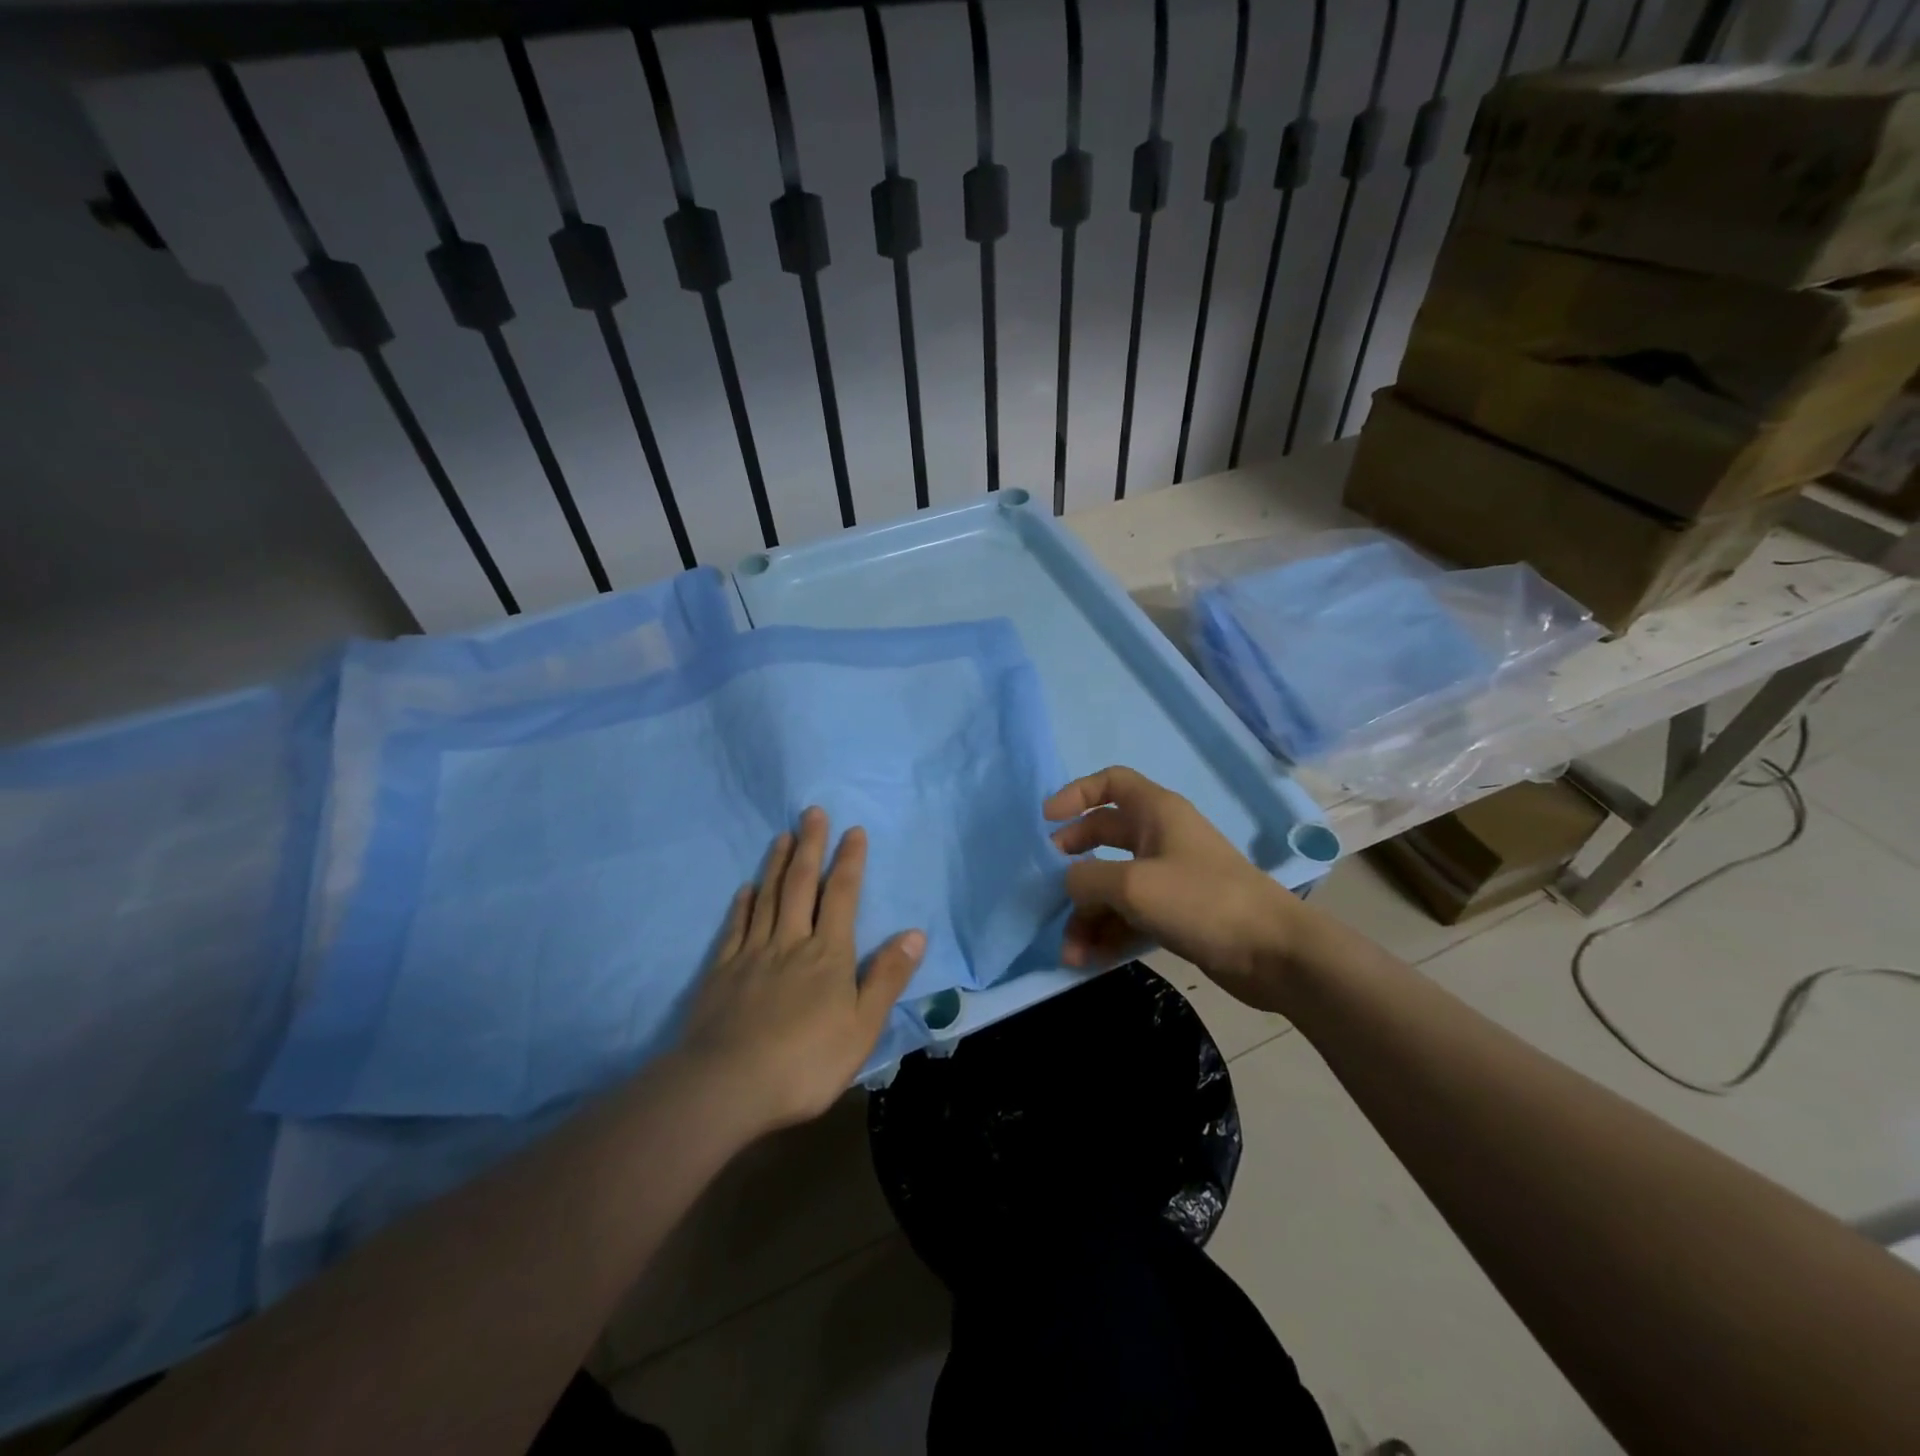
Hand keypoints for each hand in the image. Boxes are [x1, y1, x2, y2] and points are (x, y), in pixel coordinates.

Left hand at [678, 808, 924, 1132]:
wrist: (728, 1086)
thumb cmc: (806, 1062)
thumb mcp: (863, 1027)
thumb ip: (887, 978)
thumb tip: (914, 934)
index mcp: (828, 954)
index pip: (843, 896)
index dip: (850, 862)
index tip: (853, 831)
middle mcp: (791, 942)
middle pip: (802, 885)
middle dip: (811, 846)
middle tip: (812, 812)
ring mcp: (752, 954)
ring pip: (768, 898)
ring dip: (777, 865)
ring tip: (783, 835)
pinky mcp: (722, 972)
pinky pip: (735, 928)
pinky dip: (743, 904)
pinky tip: (746, 889)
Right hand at [1046, 765, 1302, 1010]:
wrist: (1273, 953)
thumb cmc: (1201, 901)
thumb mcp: (1132, 885)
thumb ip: (1087, 879)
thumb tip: (1068, 884)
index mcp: (1156, 812)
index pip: (1110, 782)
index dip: (1076, 794)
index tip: (1047, 820)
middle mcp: (1161, 838)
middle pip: (1104, 836)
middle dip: (1074, 862)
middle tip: (1049, 885)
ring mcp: (1170, 877)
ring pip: (1114, 884)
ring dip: (1088, 914)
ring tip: (1069, 949)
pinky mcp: (1177, 913)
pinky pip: (1131, 914)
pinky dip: (1109, 932)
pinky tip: (1088, 959)